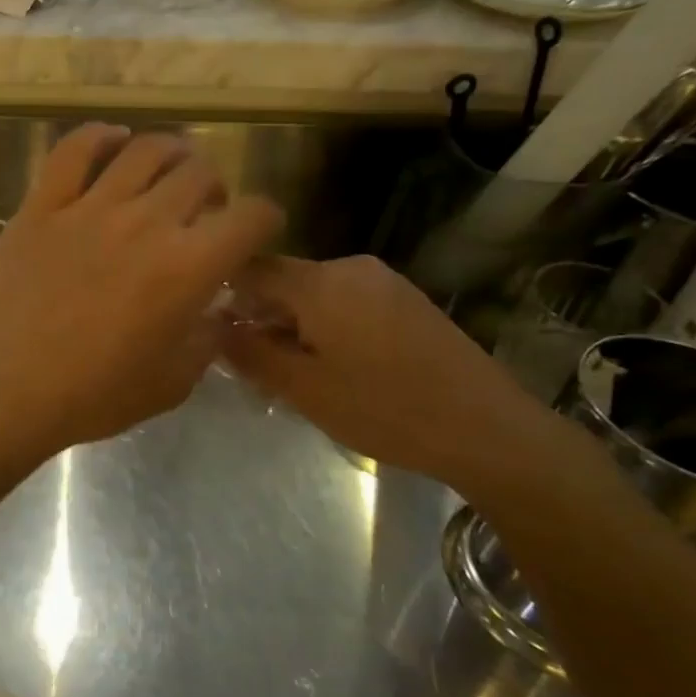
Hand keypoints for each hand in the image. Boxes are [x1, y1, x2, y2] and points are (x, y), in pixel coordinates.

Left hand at [0, 125, 282, 461]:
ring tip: (168, 172)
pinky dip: (99, 137)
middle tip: (203, 211)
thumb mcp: (170, 384)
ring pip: (144, 150)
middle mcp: (147, 221)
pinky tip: (111, 141)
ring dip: (170, 154)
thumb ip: (204, 340)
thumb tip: (214, 311)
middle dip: (215, 188)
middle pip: (199, 173)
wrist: (2, 385)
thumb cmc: (90, 395)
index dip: (264, 220)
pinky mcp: (43, 204)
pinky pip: (74, 150)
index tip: (255, 233)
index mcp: (189, 266)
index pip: (252, 217)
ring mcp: (90, 207)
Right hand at [221, 254, 565, 494]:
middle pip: (283, 280)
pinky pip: (345, 302)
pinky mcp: (406, 300)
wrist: (489, 430)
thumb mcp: (304, 389)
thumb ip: (250, 353)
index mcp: (321, 282)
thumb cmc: (385, 410)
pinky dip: (324, 326)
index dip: (221, 292)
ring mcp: (384, 281)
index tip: (206, 326)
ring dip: (291, 325)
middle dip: (258, 316)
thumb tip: (213, 326)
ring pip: (314, 294)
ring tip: (291, 372)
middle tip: (248, 364)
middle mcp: (351, 268)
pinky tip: (333, 367)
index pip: (251, 267)